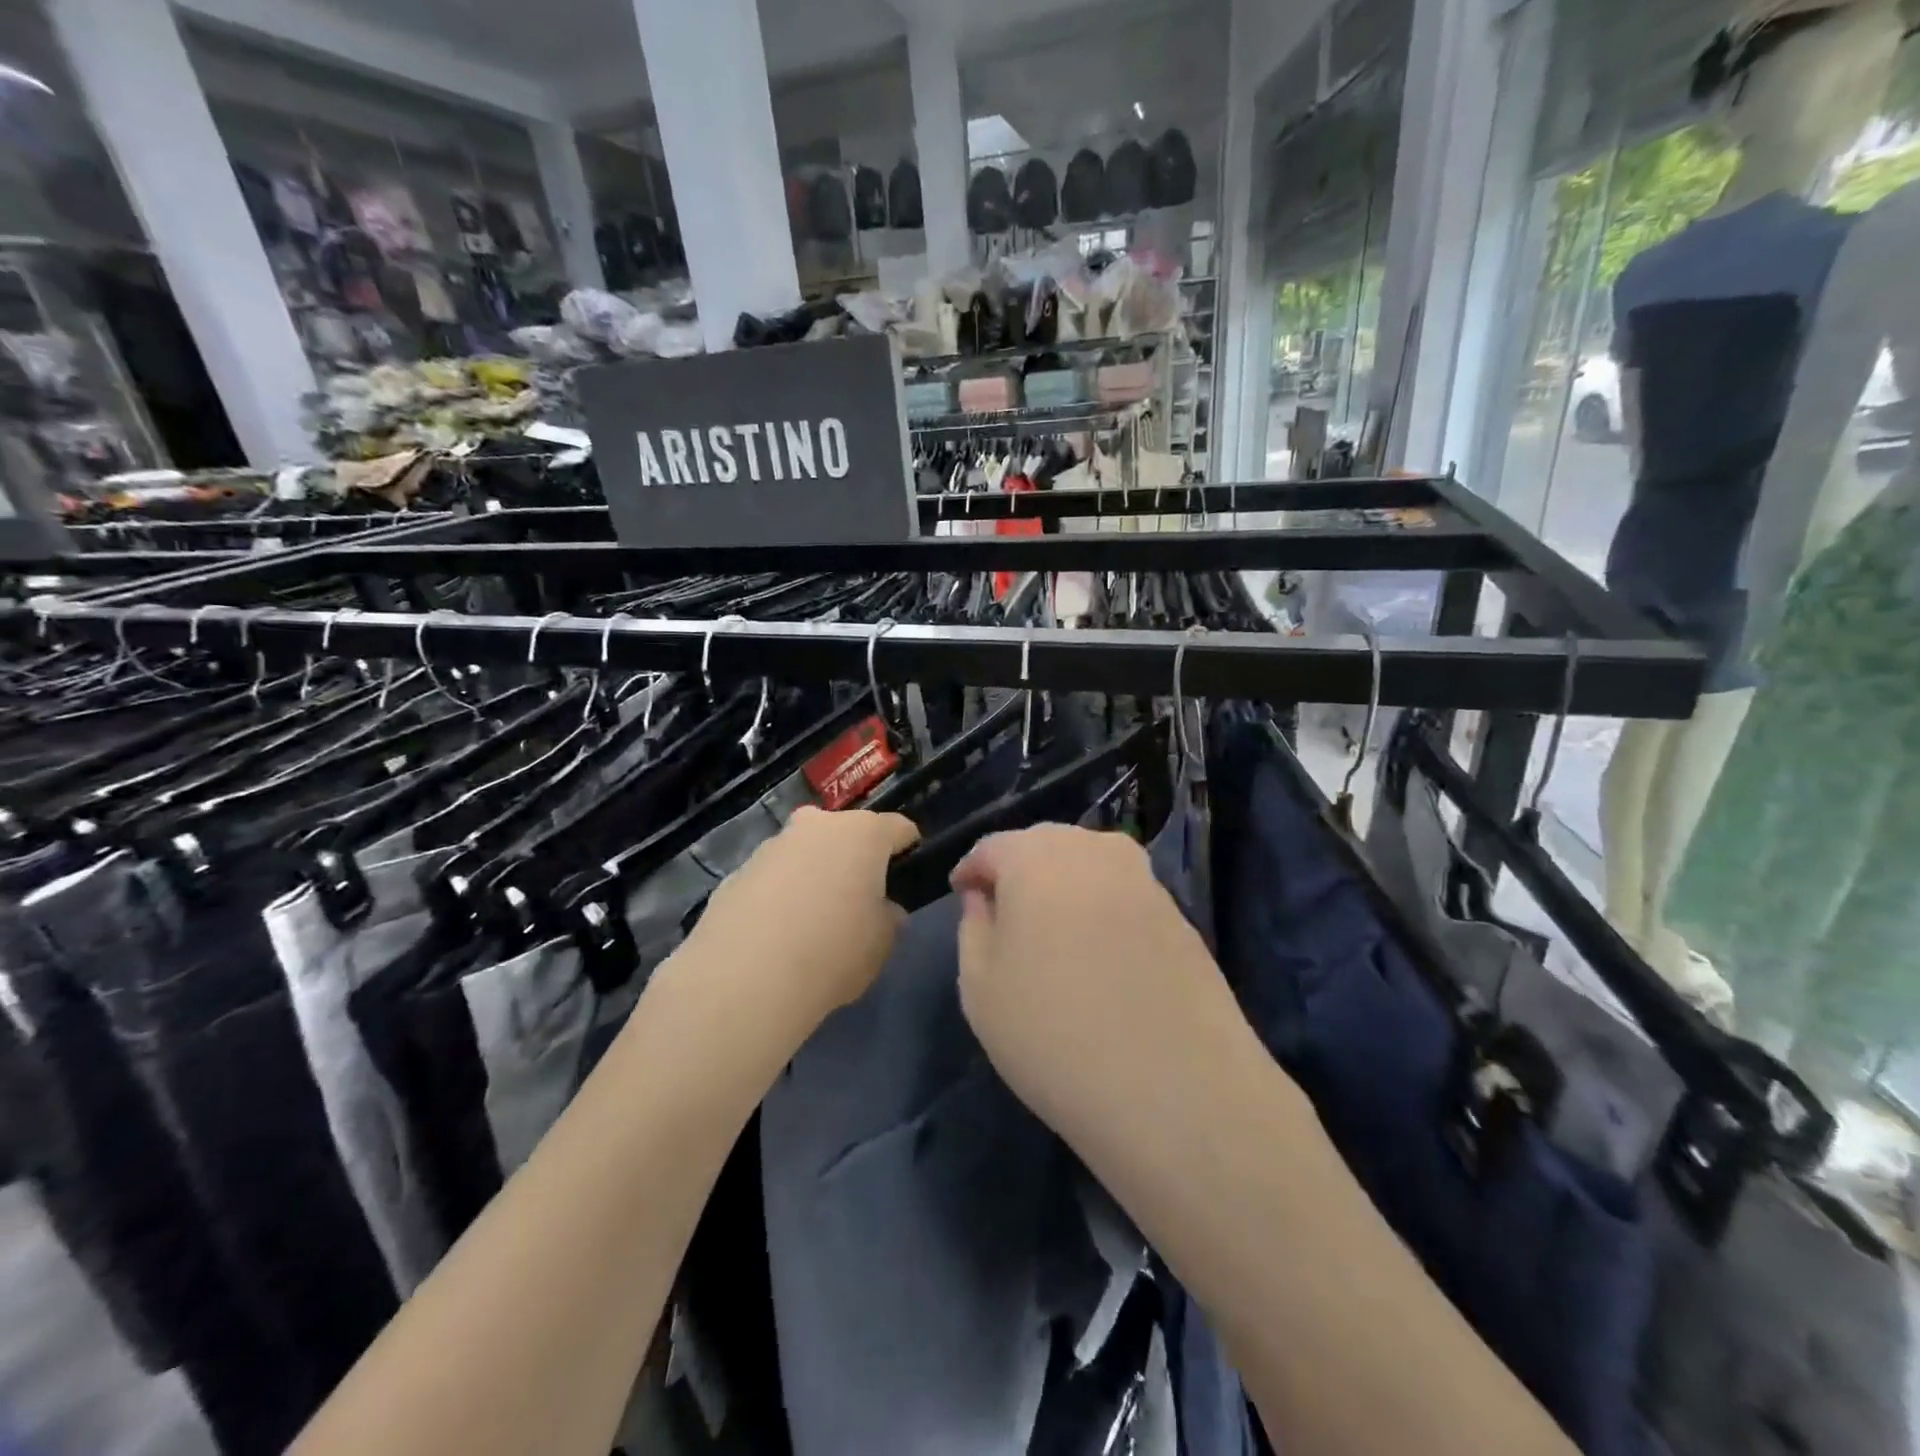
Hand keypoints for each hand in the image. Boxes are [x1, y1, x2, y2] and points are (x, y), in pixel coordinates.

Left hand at [686, 806, 919, 1026]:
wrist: (746, 977)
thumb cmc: (834, 951)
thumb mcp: (882, 944)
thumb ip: (889, 919)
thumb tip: (886, 912)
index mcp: (863, 834)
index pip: (898, 828)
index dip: (908, 848)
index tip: (908, 872)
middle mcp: (817, 826)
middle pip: (845, 833)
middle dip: (854, 857)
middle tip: (858, 896)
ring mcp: (772, 845)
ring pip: (804, 852)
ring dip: (813, 873)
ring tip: (812, 920)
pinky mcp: (736, 872)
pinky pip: (771, 878)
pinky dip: (779, 895)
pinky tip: (776, 934)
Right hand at [952, 825, 1248, 1138]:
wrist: (1175, 1088)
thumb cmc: (1054, 1035)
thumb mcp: (980, 988)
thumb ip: (973, 928)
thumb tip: (983, 898)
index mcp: (1037, 858)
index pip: (992, 847)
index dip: (972, 870)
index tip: (961, 895)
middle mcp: (1093, 851)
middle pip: (1044, 844)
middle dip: (1017, 868)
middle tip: (1003, 912)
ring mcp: (1143, 880)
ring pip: (1088, 862)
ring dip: (1062, 883)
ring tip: (1050, 930)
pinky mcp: (1178, 913)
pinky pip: (1122, 892)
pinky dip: (1100, 906)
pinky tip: (1097, 951)